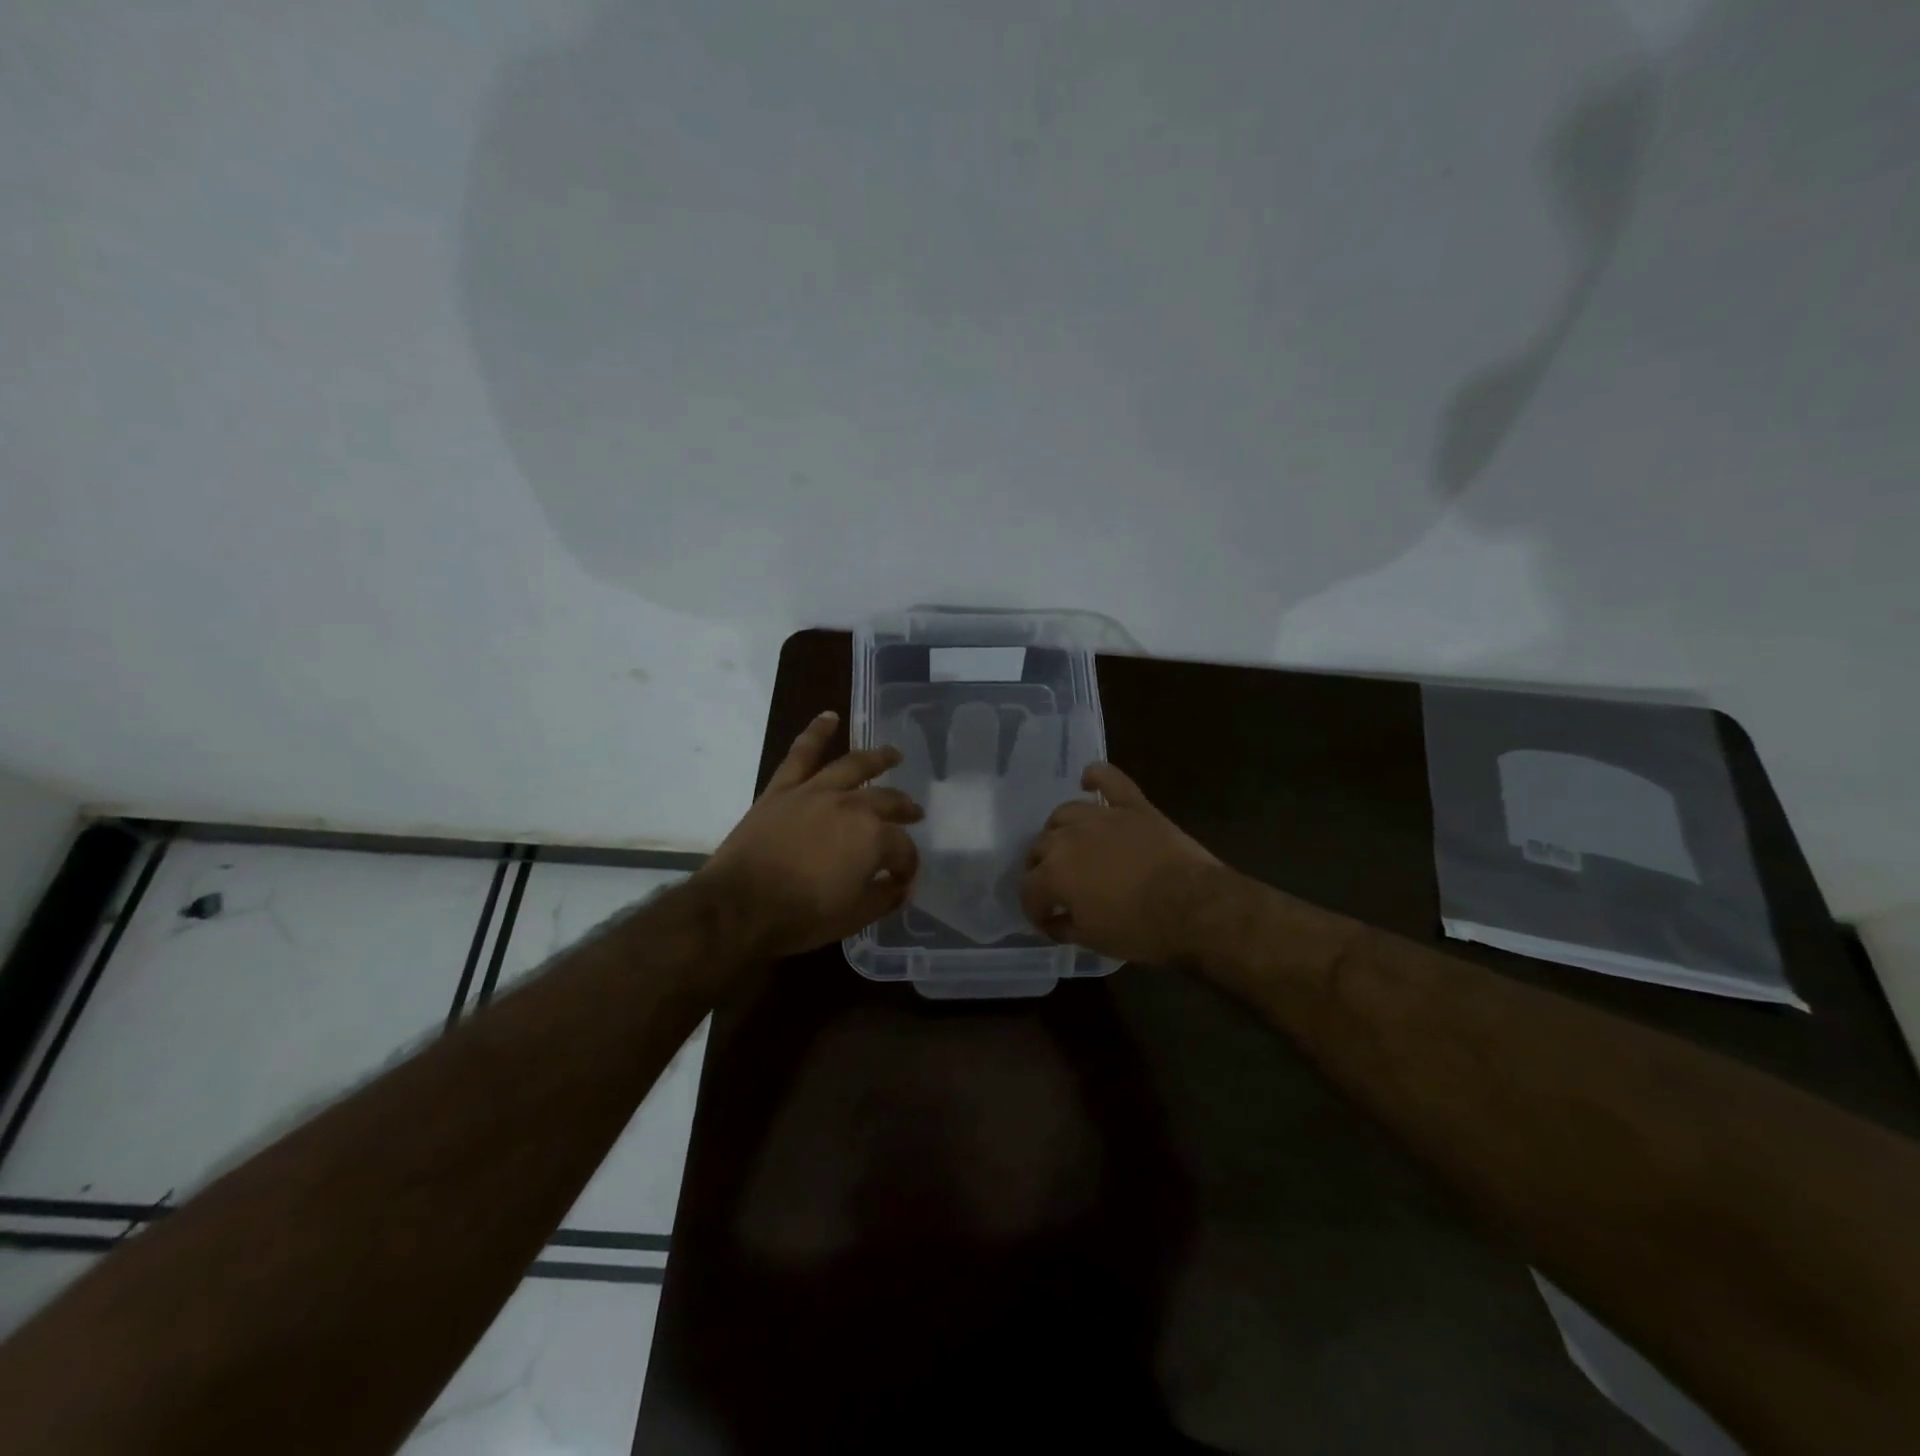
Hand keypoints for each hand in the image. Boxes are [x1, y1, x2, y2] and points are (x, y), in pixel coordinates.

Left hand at [701, 711, 922, 959]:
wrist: (739, 907)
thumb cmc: (801, 916)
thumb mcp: (854, 917)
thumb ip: (885, 897)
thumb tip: (901, 886)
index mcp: (873, 837)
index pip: (903, 849)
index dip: (907, 866)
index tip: (902, 881)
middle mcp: (851, 805)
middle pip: (887, 801)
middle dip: (905, 810)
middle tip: (915, 814)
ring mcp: (815, 792)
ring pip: (853, 766)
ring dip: (877, 758)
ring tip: (894, 755)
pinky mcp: (783, 789)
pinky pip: (801, 754)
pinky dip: (815, 732)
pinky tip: (829, 717)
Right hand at [1020, 763, 1221, 963]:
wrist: (1193, 905)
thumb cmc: (1140, 929)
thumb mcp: (1094, 940)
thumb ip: (1066, 928)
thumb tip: (1055, 922)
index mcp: (1054, 874)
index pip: (1029, 889)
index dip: (1035, 909)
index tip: (1048, 923)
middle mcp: (1068, 838)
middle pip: (1040, 848)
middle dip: (1041, 869)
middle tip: (1056, 887)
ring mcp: (1101, 816)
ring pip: (1065, 813)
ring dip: (1059, 830)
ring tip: (1068, 844)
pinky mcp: (1133, 805)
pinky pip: (1109, 779)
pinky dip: (1096, 776)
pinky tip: (1087, 781)